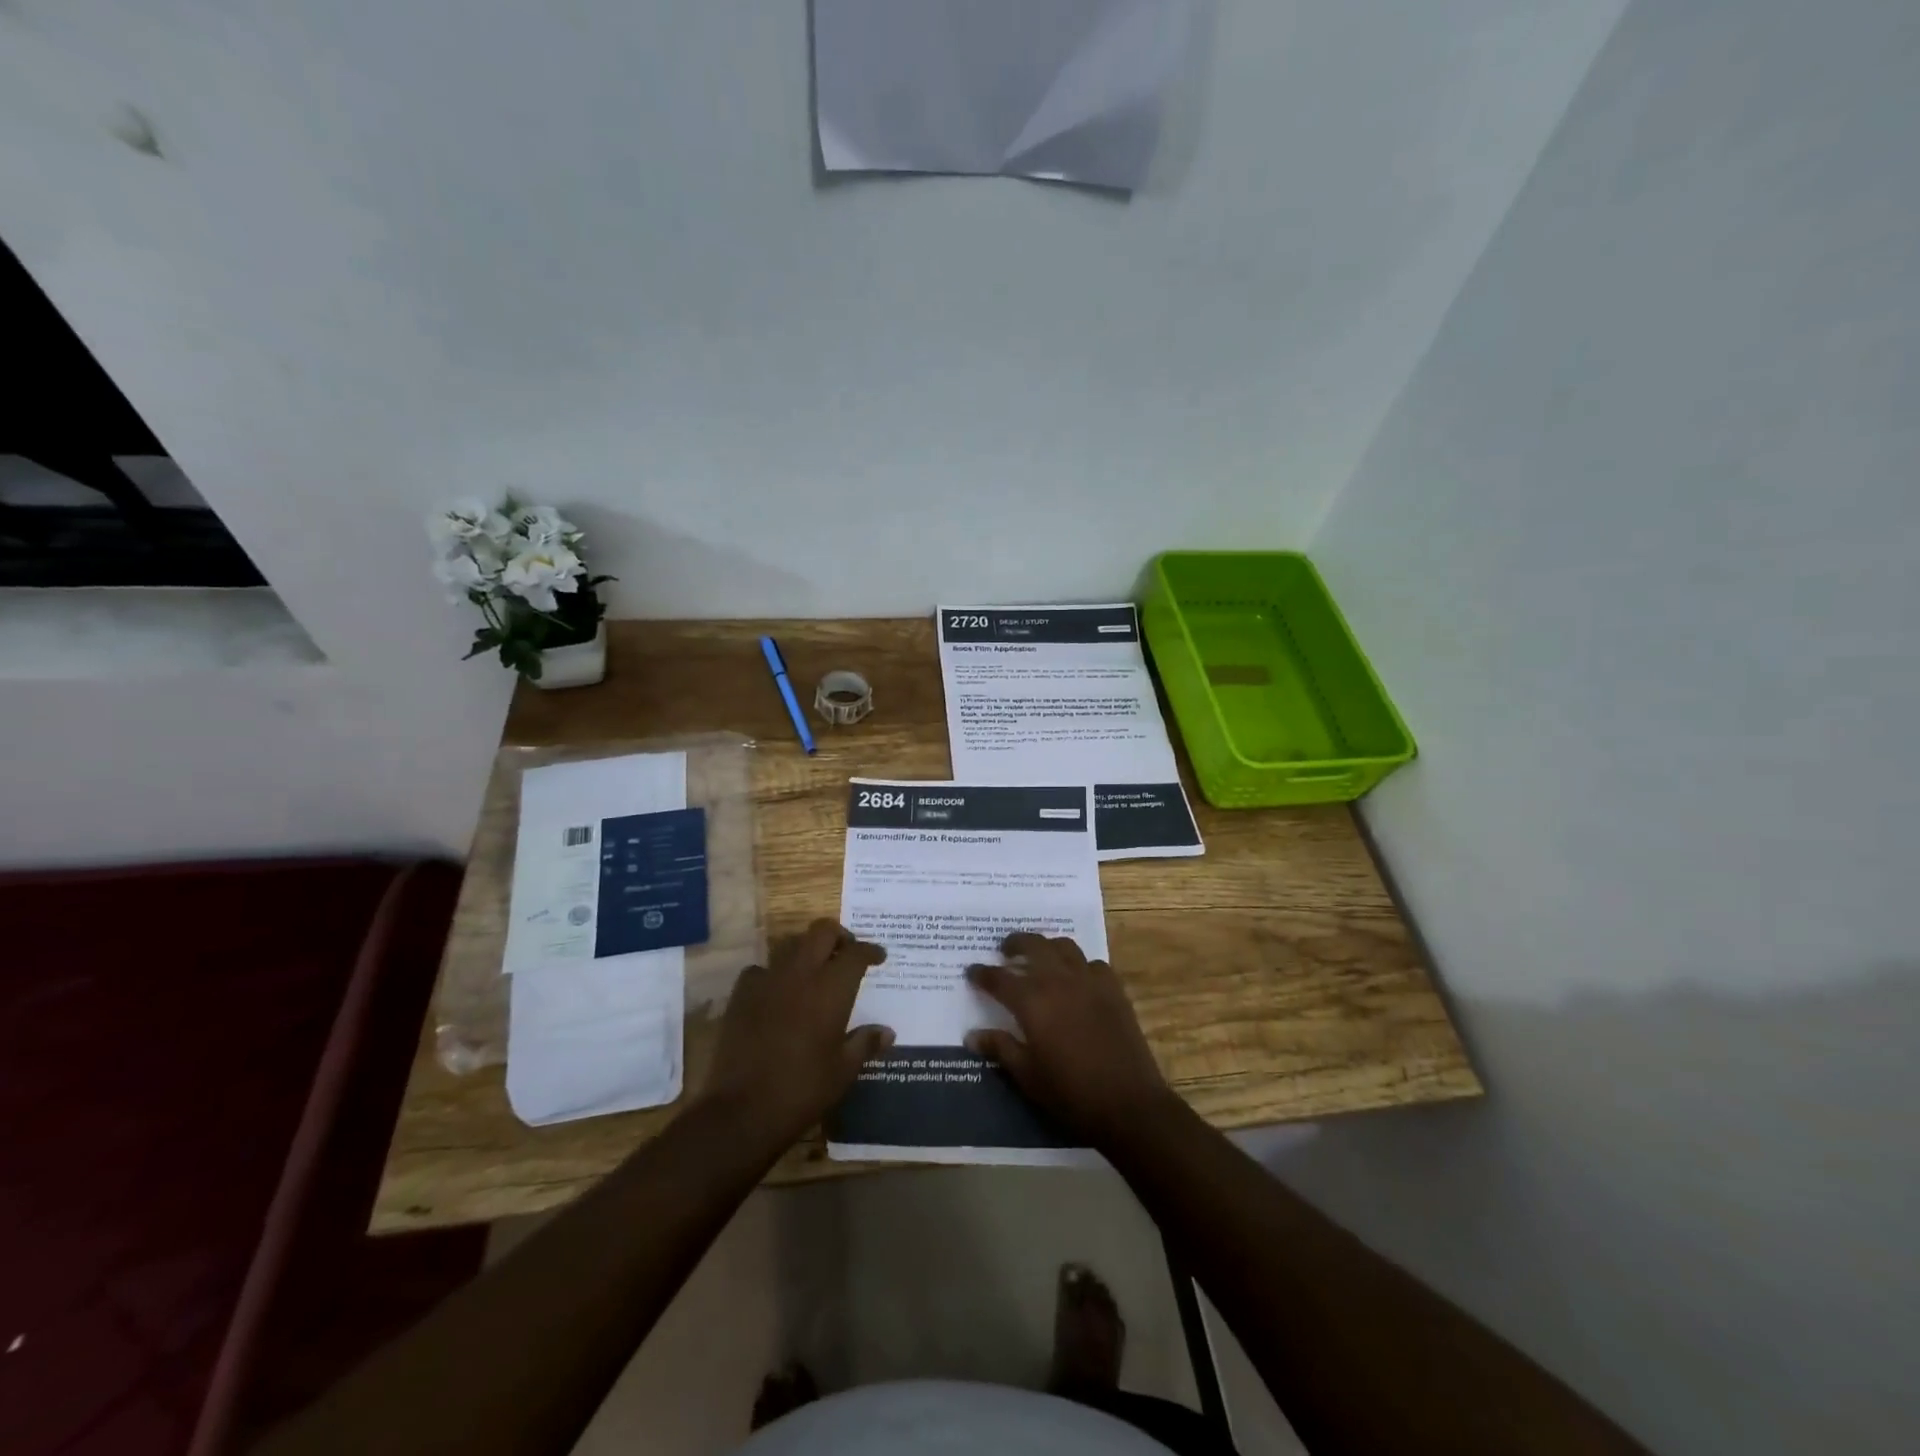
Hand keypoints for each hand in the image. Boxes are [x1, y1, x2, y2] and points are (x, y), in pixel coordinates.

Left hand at [697, 919, 892, 1149]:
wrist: (742, 1110)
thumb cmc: (802, 1090)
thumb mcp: (843, 1071)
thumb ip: (865, 1044)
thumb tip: (887, 1032)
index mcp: (831, 989)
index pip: (856, 953)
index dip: (870, 951)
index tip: (879, 957)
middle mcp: (801, 974)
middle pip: (822, 932)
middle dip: (839, 936)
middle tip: (847, 953)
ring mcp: (768, 980)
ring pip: (792, 945)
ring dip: (808, 951)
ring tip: (815, 971)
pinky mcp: (741, 994)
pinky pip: (761, 969)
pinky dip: (774, 973)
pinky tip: (777, 992)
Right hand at [965, 933, 1172, 1146]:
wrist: (1128, 1103)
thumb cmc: (1070, 1093)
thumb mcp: (1027, 1075)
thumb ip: (1000, 1048)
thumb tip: (971, 1035)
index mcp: (1032, 1001)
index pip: (999, 978)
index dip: (982, 974)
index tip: (971, 971)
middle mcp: (1059, 980)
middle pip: (1033, 946)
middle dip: (1015, 944)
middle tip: (1005, 951)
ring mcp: (1090, 981)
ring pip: (1064, 947)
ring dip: (1047, 947)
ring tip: (1040, 957)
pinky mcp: (1114, 990)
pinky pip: (1093, 964)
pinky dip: (1080, 965)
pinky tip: (1077, 979)